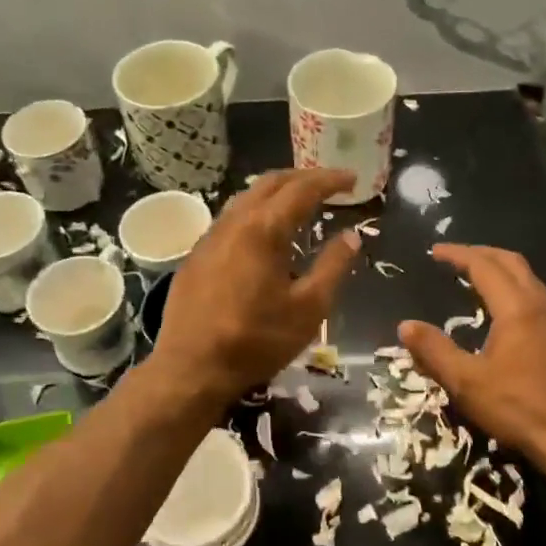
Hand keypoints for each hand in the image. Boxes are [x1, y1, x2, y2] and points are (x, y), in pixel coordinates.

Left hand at [153, 169, 360, 402]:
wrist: (192, 367)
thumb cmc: (257, 340)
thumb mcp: (309, 309)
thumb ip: (333, 267)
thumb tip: (351, 236)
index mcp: (264, 230)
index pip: (302, 189)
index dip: (330, 180)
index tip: (353, 179)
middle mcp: (234, 222)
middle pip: (271, 182)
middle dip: (304, 177)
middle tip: (330, 184)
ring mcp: (210, 236)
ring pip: (246, 197)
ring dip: (277, 191)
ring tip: (300, 201)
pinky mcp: (196, 255)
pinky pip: (231, 217)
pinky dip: (256, 210)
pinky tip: (264, 231)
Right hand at [399, 245, 545, 465]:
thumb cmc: (516, 407)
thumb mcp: (466, 382)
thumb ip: (434, 351)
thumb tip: (405, 325)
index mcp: (516, 310)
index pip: (485, 267)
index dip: (459, 254)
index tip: (435, 251)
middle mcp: (541, 307)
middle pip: (513, 263)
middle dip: (483, 253)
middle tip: (456, 257)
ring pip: (530, 280)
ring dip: (502, 271)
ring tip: (477, 279)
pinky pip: (539, 300)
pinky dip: (516, 291)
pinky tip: (504, 314)